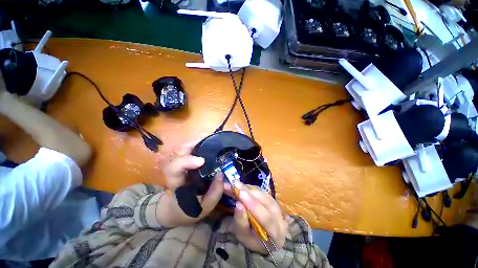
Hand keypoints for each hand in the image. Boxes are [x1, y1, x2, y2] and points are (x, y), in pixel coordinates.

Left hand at [156, 140, 223, 226]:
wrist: (175, 210)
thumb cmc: (187, 211)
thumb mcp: (203, 208)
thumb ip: (214, 194)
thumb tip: (221, 174)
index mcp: (177, 185)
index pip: (173, 169)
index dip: (185, 161)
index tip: (201, 160)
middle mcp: (177, 172)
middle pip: (179, 154)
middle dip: (193, 146)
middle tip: (210, 143)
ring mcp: (181, 167)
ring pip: (184, 150)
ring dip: (197, 144)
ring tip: (212, 142)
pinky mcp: (186, 165)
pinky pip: (190, 152)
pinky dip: (199, 146)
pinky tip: (210, 147)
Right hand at [226, 182, 286, 254]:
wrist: (261, 238)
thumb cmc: (251, 240)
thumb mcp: (242, 236)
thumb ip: (241, 221)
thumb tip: (238, 204)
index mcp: (276, 233)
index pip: (266, 218)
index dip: (253, 204)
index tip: (240, 193)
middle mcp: (280, 218)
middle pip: (266, 201)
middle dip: (250, 192)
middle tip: (235, 184)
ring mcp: (277, 207)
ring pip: (264, 194)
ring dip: (249, 188)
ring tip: (236, 184)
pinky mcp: (272, 199)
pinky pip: (262, 191)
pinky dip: (251, 187)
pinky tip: (242, 186)